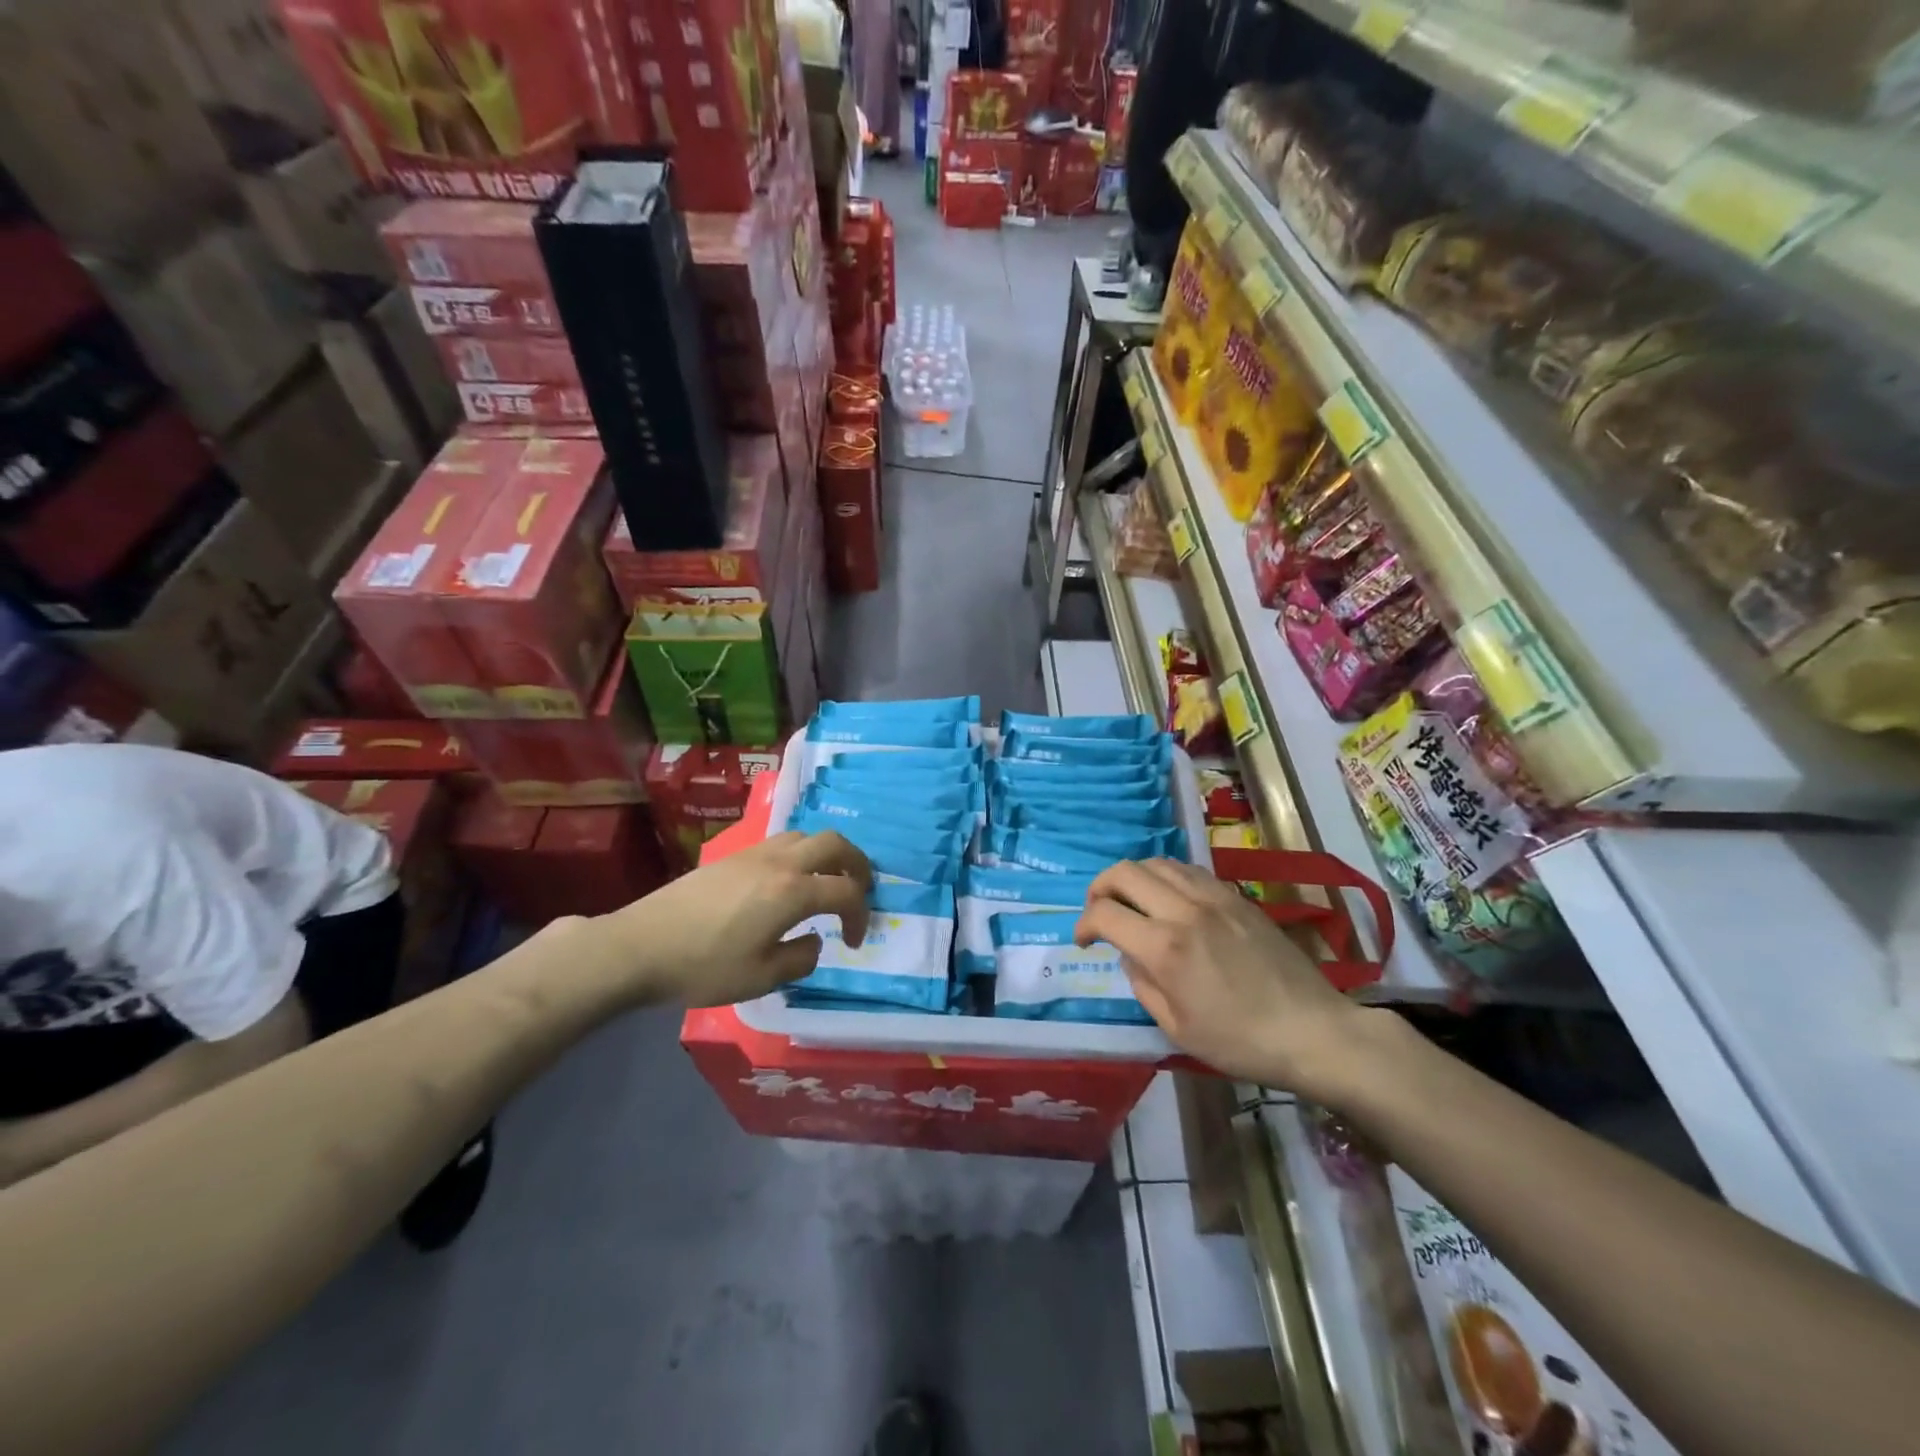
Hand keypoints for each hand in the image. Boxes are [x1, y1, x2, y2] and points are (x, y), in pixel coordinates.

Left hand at [598, 831, 873, 1007]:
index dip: (860, 916)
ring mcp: (754, 853)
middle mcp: (780, 862)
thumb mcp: (761, 978)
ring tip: (825, 884)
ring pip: (806, 836)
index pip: (847, 891)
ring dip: (827, 856)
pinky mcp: (733, 856)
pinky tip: (787, 884)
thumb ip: (800, 958)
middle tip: (860, 892)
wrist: (639, 947)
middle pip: (835, 843)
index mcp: (793, 891)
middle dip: (858, 865)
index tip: (851, 942)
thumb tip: (813, 941)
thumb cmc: (703, 967)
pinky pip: (781, 842)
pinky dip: (801, 855)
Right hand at [1076, 859, 1368, 1093]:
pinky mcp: (1236, 896)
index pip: (1104, 913)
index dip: (1083, 924)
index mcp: (1165, 948)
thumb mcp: (1176, 1028)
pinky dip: (1166, 877)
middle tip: (1099, 911)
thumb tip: (1130, 953)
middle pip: (1124, 872)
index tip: (1083, 942)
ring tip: (1132, 901)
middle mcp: (1184, 910)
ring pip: (1156, 862)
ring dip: (1133, 877)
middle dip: (1099, 888)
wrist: (1313, 1031)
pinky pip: (1189, 870)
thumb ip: (1142, 983)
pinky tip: (1169, 899)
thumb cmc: (1240, 1042)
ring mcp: (1214, 897)